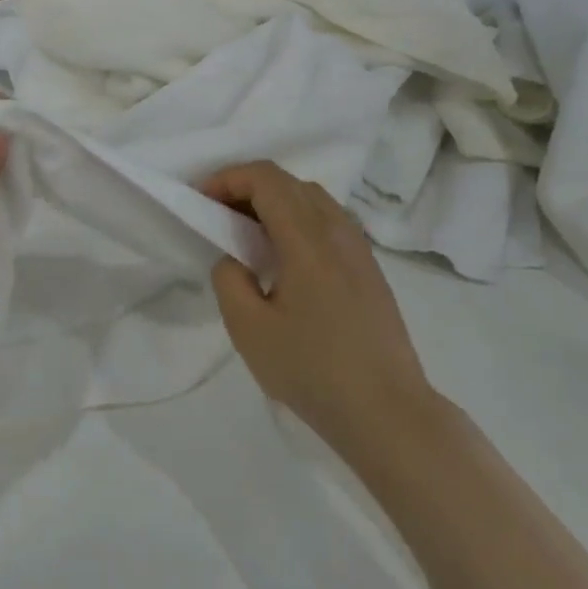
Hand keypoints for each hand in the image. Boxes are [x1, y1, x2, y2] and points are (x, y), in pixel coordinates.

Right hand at [203, 162, 432, 450]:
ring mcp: (359, 249)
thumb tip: (234, 259)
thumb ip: (229, 280)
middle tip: (217, 215)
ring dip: (275, 202)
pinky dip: (297, 220)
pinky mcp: (369, 269)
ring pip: (313, 200)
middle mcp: (338, 231)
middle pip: (290, 182)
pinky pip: (329, 222)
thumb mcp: (249, 330)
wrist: (386, 410)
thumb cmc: (312, 370)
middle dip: (247, 187)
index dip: (229, 178)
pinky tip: (284, 258)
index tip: (201, 199)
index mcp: (308, 239)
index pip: (267, 179)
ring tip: (247, 235)